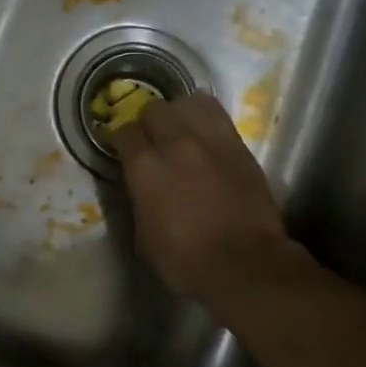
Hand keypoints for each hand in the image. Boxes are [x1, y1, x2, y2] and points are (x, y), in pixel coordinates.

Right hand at [113, 92, 296, 303]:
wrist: (244, 264)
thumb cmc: (185, 261)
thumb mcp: (143, 237)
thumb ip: (138, 202)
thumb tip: (140, 188)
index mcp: (144, 167)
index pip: (124, 133)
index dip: (122, 141)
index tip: (124, 151)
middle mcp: (174, 143)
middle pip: (154, 109)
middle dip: (149, 122)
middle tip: (152, 140)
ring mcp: (209, 140)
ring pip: (187, 102)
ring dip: (179, 113)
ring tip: (180, 129)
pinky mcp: (238, 145)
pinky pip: (218, 114)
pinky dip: (206, 117)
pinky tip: (205, 131)